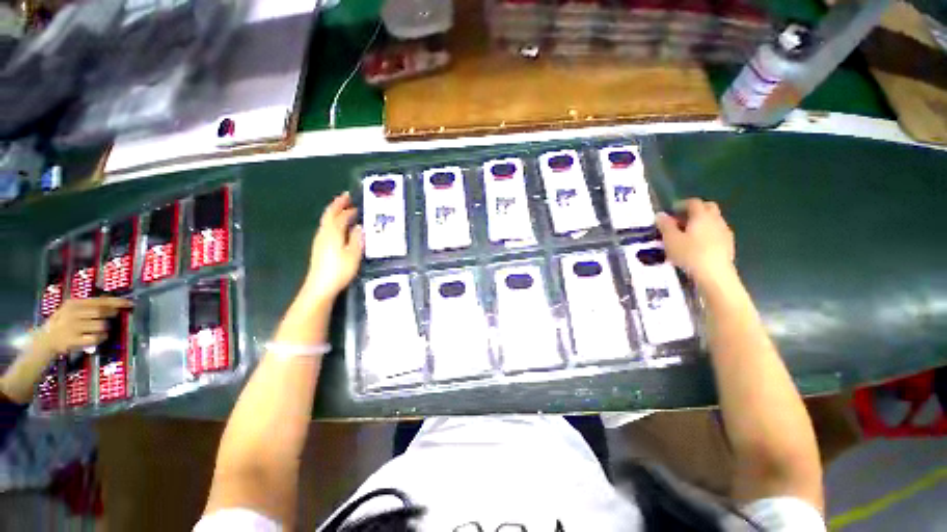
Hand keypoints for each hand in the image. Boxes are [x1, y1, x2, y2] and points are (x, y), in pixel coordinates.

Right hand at [33, 297, 132, 358]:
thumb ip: (90, 306)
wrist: (45, 341)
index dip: (117, 302)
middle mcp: (73, 313)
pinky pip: (96, 338)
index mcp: (74, 304)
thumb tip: (114, 303)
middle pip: (102, 312)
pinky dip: (101, 338)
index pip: (100, 301)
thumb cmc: (63, 323)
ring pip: (101, 325)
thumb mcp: (73, 310)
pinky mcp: (73, 340)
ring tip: (98, 330)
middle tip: (112, 317)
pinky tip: (97, 338)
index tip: (130, 303)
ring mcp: (72, 327)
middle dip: (111, 315)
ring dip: (105, 328)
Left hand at [300, 192, 362, 303]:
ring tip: (345, 210)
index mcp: (332, 232)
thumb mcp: (353, 254)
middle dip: (337, 205)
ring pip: (327, 222)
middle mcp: (324, 233)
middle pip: (329, 215)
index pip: (340, 215)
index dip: (347, 208)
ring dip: (335, 213)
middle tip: (346, 198)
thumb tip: (359, 226)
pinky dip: (334, 223)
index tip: (354, 200)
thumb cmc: (339, 270)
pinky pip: (326, 229)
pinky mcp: (319, 248)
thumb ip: (356, 238)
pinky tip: (340, 228)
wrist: (320, 287)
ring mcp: (319, 241)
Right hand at [655, 198, 734, 282]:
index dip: (681, 204)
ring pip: (713, 220)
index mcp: (701, 216)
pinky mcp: (728, 245)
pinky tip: (697, 245)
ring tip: (686, 235)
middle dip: (694, 211)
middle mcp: (716, 220)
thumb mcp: (671, 240)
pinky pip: (716, 232)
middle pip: (707, 207)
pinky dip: (706, 233)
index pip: (693, 202)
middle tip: (679, 221)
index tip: (670, 212)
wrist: (715, 275)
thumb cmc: (690, 254)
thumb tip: (661, 215)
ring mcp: (724, 232)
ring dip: (700, 223)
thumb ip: (665, 226)